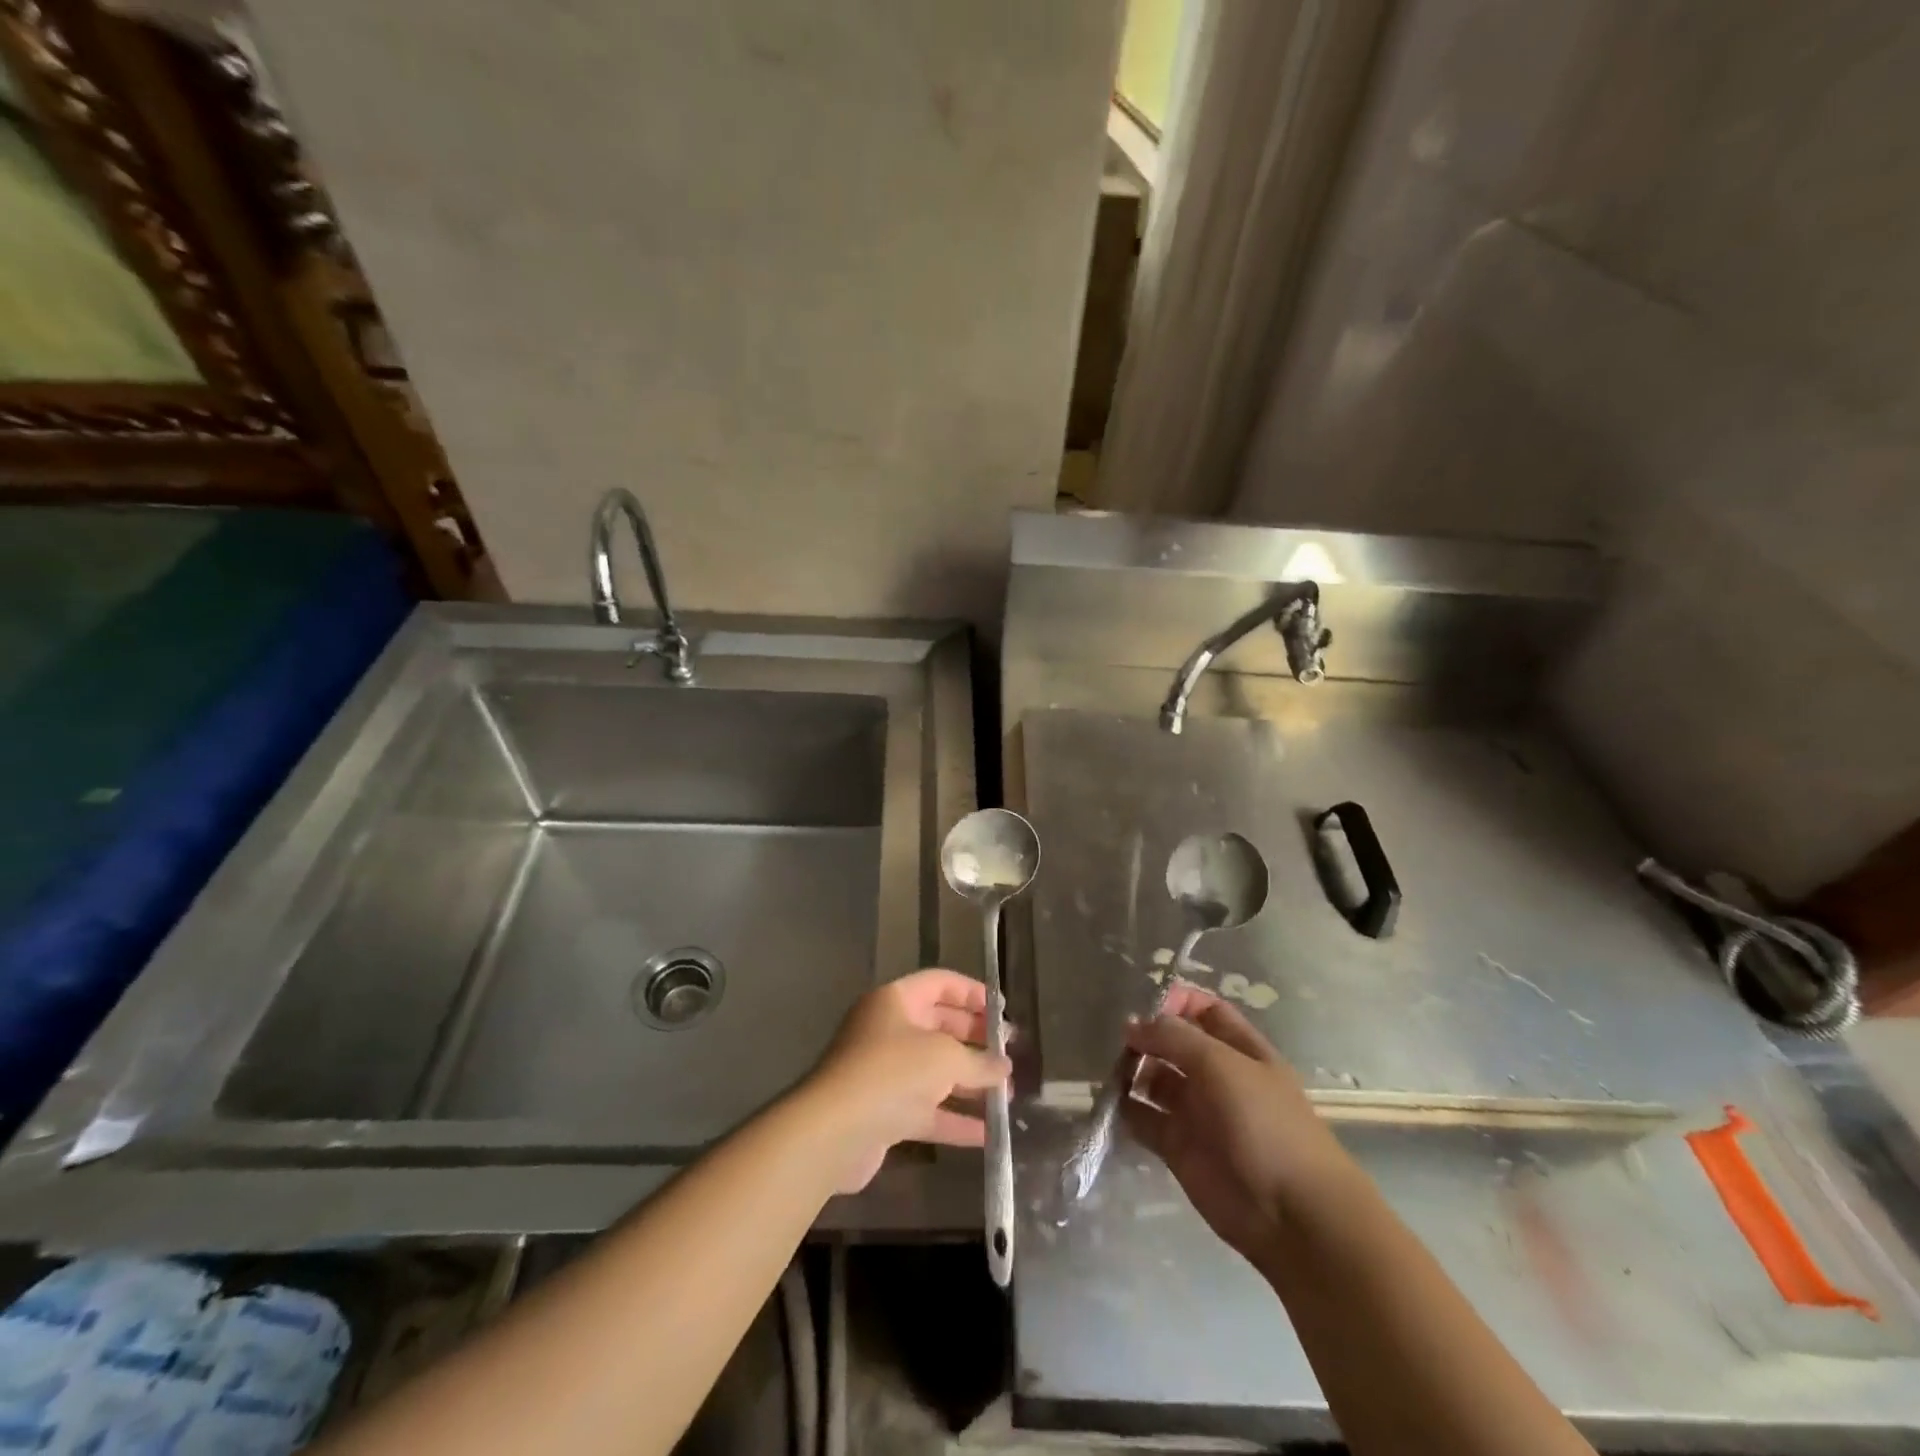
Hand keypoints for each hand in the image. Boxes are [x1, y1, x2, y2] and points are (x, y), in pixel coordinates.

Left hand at [800, 969, 1010, 1194]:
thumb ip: (979, 1062)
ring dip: (969, 1082)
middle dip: (975, 1040)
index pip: (940, 983)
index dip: (973, 993)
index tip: (1003, 1011)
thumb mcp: (945, 1059)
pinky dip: (954, 1118)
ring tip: (1006, 1095)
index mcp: (895, 1001)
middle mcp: (887, 1030)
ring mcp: (884, 1072)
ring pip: (934, 1071)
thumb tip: (1004, 1068)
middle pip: (939, 1026)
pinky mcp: (883, 1112)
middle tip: (1008, 1054)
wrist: (834, 1132)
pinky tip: (987, 1133)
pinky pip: (926, 1109)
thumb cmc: (891, 1073)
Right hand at [1124, 984, 1356, 1264]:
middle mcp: (1216, 1076)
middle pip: (1173, 1043)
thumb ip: (1174, 1037)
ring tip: (1110, 1070)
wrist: (1292, 1214)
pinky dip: (1125, 1109)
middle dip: (1145, 1036)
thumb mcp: (1222, 1065)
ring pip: (1154, 1079)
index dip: (1175, 1002)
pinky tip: (1110, 1101)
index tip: (1143, 1005)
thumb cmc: (1265, 1124)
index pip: (1203, 1010)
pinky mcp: (1178, 1147)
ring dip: (1130, 1071)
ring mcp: (1196, 1112)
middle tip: (1117, 1040)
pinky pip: (1144, 1119)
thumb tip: (1133, 1025)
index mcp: (1239, 1049)